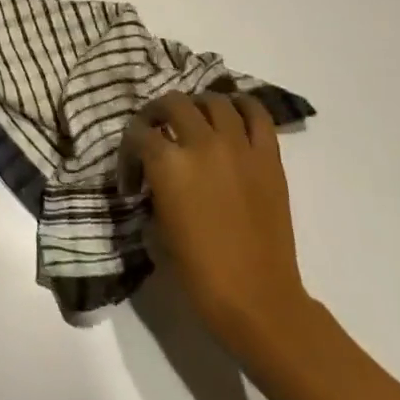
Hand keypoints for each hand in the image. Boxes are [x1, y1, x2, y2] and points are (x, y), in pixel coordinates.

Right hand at [129, 90, 318, 364]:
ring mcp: (239, 146)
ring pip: (214, 100)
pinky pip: (257, 114)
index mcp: (168, 164)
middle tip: (158, 132)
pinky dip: (242, 106)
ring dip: (198, 106)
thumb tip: (154, 176)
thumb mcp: (158, 227)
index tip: (134, 171)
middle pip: (173, 103)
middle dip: (158, 113)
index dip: (130, 149)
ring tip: (195, 120)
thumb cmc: (199, 272)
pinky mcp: (269, 157)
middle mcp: (201, 143)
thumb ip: (154, 188)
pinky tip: (232, 114)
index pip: (138, 132)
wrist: (257, 299)